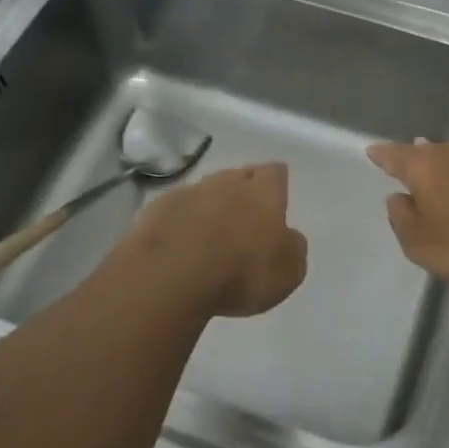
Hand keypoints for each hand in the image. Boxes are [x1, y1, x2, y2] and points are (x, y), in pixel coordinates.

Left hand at [128, 163, 307, 317]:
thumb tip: (288, 237)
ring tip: (210, 235)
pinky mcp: (155, 210)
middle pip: (238, 177)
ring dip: (210, 208)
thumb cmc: (241, 272)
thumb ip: (293, 248)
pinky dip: (181, 223)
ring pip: (205, 192)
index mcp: (263, 192)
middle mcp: (226, 183)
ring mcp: (188, 193)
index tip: (276, 197)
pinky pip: (175, 211)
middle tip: (244, 218)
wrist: (171, 274)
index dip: (276, 184)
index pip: (275, 172)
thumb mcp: (288, 271)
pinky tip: (181, 245)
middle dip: (242, 192)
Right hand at [367, 140, 448, 284]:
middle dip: (415, 157)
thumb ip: (402, 220)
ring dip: (444, 168)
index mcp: (423, 166)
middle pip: (426, 152)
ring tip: (435, 174)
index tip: (372, 151)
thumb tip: (397, 199)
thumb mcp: (420, 244)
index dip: (381, 155)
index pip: (394, 156)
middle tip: (405, 161)